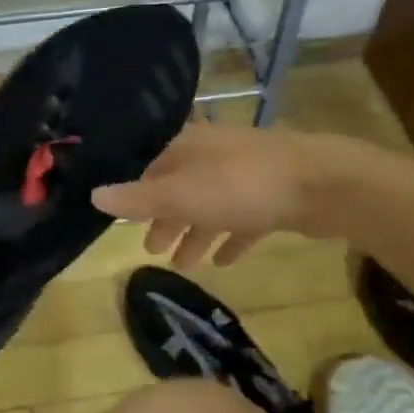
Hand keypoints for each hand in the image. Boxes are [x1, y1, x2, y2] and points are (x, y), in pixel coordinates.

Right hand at [91, 123, 343, 267]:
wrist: (320, 184)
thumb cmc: (240, 186)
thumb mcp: (180, 195)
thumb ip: (138, 199)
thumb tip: (93, 195)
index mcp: (188, 148)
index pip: (153, 170)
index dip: (139, 198)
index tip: (128, 224)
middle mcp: (215, 155)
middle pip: (182, 189)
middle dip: (167, 219)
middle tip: (153, 250)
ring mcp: (247, 174)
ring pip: (212, 206)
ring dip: (197, 234)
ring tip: (185, 264)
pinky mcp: (274, 196)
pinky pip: (244, 219)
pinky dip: (231, 237)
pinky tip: (225, 260)